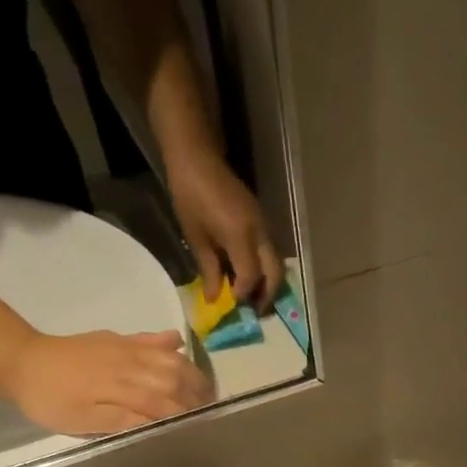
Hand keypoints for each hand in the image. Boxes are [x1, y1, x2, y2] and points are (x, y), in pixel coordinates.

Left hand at [0, 330, 211, 436]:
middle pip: (176, 377)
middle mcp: (130, 364)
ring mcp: (125, 348)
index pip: (167, 403)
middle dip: (197, 394)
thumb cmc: (50, 401)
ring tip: (204, 388)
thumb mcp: (81, 422)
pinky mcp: (118, 340)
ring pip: (169, 358)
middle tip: (211, 411)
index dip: (186, 416)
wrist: (20, 361)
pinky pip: (150, 339)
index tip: (202, 428)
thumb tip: (157, 424)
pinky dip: (168, 342)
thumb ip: (120, 422)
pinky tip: (180, 345)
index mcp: (122, 388)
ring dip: (191, 372)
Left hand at [165, 142, 284, 306]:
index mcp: (240, 236)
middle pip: (275, 274)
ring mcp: (265, 226)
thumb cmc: (190, 195)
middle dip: (267, 295)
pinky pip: (271, 253)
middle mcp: (259, 233)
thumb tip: (215, 299)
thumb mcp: (196, 236)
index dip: (244, 294)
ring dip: (269, 284)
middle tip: (255, 310)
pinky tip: (251, 275)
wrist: (197, 157)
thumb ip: (209, 270)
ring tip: (254, 296)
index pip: (251, 276)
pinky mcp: (263, 222)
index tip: (233, 304)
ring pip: (277, 265)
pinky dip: (266, 269)